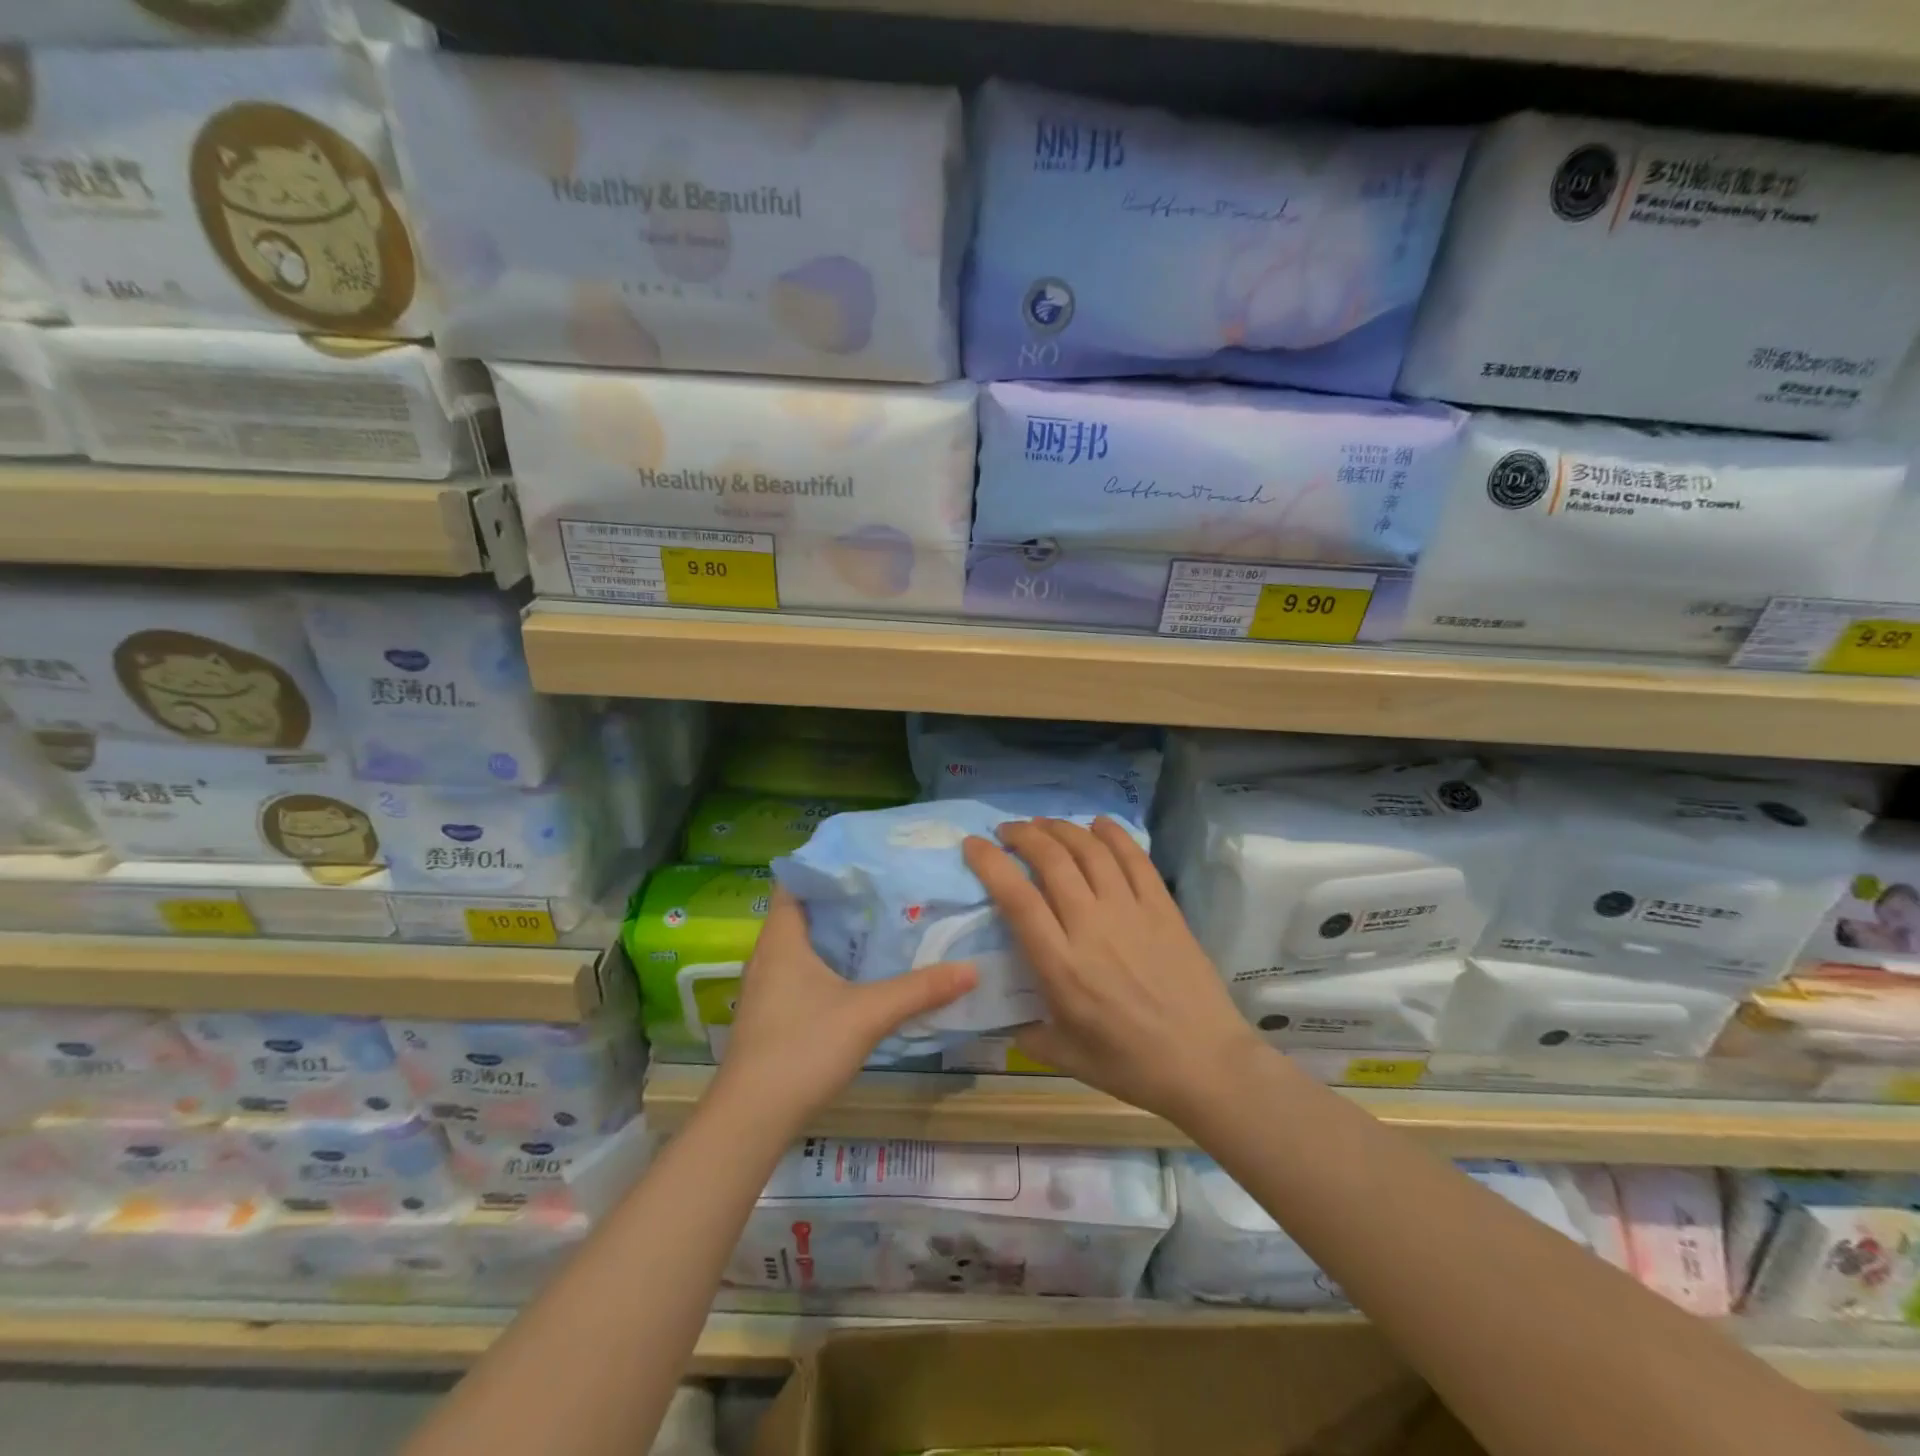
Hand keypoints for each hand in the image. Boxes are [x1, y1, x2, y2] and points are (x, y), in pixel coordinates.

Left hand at [709, 887, 976, 1134]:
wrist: (751, 1119)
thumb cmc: (803, 1048)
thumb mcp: (868, 1014)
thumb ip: (919, 990)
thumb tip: (971, 969)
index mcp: (782, 938)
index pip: (795, 880)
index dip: (826, 864)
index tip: (867, 857)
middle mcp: (768, 954)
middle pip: (804, 910)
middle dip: (843, 898)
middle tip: (888, 888)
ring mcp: (767, 986)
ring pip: (804, 944)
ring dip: (838, 934)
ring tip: (882, 923)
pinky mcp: (772, 1014)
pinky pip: (802, 971)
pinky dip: (830, 963)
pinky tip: (861, 974)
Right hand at [963, 818, 1267, 1128]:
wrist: (1205, 1064)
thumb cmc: (1131, 1065)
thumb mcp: (1065, 1056)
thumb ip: (1025, 1031)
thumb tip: (999, 1015)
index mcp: (1061, 965)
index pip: (1017, 897)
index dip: (990, 863)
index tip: (973, 845)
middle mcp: (1092, 926)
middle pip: (1052, 860)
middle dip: (1023, 835)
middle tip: (1007, 831)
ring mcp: (1131, 911)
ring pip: (1090, 850)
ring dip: (1062, 828)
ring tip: (1044, 824)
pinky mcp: (1163, 907)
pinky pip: (1135, 858)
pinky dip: (1113, 834)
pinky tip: (1098, 824)